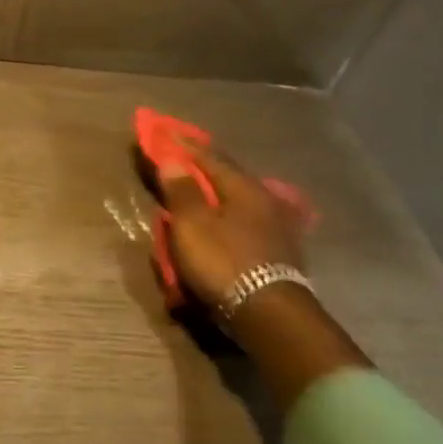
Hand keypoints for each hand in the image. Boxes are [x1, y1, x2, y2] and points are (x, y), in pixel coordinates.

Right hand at [155, 148, 310, 307]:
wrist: (268, 312)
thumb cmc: (224, 261)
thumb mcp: (192, 225)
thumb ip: (181, 191)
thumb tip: (173, 160)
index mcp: (243, 187)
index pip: (208, 156)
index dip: (184, 144)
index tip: (164, 132)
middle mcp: (264, 199)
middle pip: (227, 175)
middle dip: (202, 166)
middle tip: (181, 158)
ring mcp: (276, 225)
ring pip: (238, 198)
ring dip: (216, 192)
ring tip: (198, 189)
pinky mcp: (278, 249)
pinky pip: (245, 221)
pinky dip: (227, 215)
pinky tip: (222, 220)